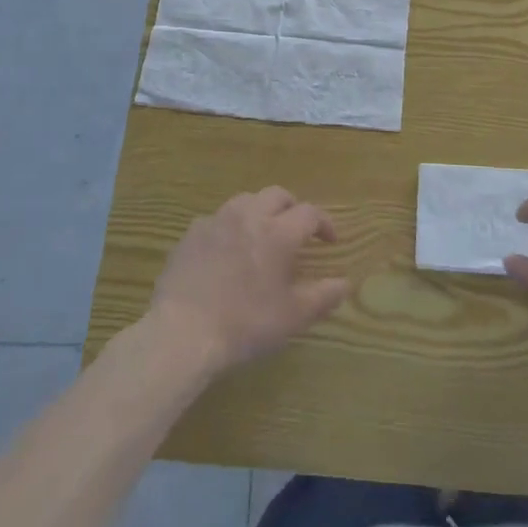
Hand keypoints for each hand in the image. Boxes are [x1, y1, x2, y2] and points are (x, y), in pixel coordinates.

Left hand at [147, 187, 353, 374]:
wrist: (182, 332)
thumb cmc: (245, 324)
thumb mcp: (292, 317)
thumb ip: (323, 297)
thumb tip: (345, 283)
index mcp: (278, 233)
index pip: (310, 213)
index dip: (324, 223)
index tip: (330, 240)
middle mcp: (249, 216)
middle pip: (277, 195)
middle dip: (292, 207)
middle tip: (297, 229)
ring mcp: (217, 221)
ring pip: (246, 200)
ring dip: (261, 210)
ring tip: (262, 233)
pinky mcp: (191, 233)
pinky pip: (218, 218)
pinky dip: (230, 226)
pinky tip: (227, 248)